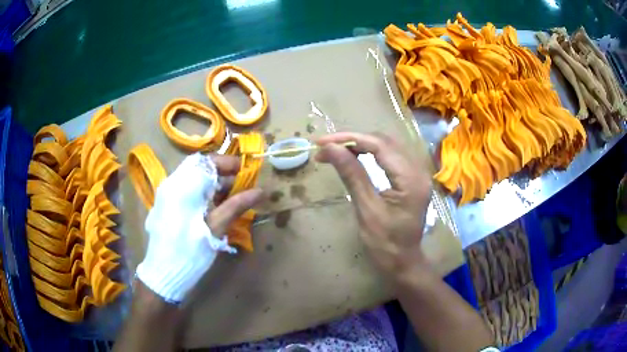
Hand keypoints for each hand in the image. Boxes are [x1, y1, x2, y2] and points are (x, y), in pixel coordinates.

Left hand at [136, 153, 262, 302]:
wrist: (163, 274)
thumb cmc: (190, 252)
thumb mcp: (215, 229)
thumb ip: (236, 206)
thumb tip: (261, 191)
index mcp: (182, 186)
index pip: (207, 161)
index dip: (229, 163)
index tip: (247, 172)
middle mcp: (171, 184)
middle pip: (199, 167)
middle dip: (222, 174)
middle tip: (241, 186)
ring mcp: (166, 194)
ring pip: (192, 178)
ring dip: (212, 184)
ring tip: (230, 199)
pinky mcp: (165, 205)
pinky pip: (185, 189)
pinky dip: (201, 192)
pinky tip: (213, 208)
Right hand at [316, 132, 431, 280]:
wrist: (403, 261)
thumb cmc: (385, 244)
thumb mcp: (366, 210)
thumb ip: (352, 175)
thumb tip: (330, 149)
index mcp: (410, 179)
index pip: (380, 145)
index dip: (349, 139)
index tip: (322, 142)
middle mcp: (418, 169)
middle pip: (384, 141)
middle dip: (353, 140)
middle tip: (325, 148)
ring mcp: (417, 172)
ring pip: (387, 145)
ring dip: (360, 144)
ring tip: (335, 150)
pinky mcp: (411, 177)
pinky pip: (390, 155)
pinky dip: (369, 152)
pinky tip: (354, 155)